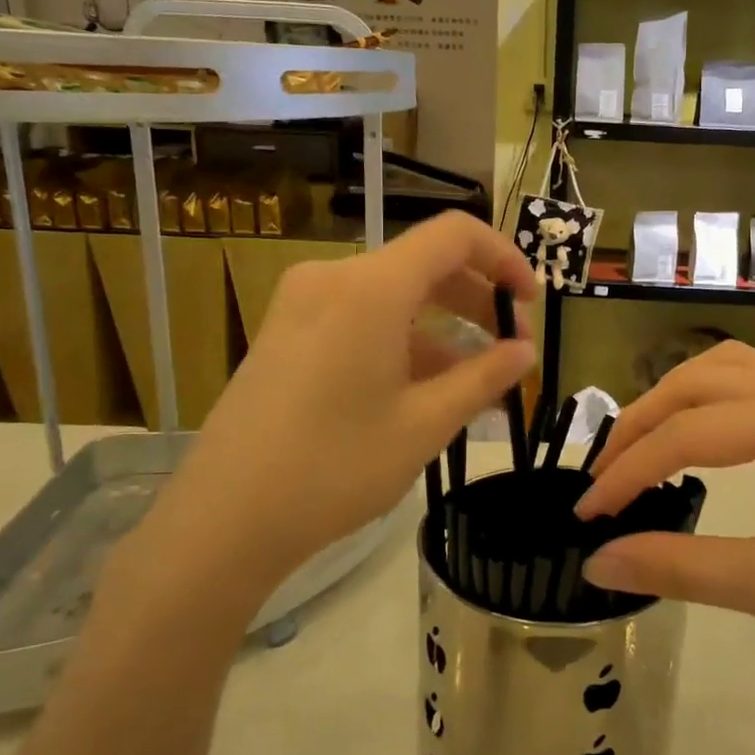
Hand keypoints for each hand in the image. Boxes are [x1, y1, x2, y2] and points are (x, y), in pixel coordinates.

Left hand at [104, 212, 536, 643]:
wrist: (224, 519)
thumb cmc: (335, 468)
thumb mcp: (424, 424)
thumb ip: (483, 378)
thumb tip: (525, 353)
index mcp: (371, 287)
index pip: (454, 236)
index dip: (504, 258)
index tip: (530, 302)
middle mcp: (334, 278)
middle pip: (424, 265)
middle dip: (477, 300)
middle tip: (512, 351)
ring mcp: (302, 304)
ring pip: (393, 295)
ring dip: (442, 326)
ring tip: (475, 381)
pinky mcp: (286, 333)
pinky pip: (360, 317)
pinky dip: (401, 340)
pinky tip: (423, 388)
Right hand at [574, 343, 754, 703]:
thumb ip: (680, 569)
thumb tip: (596, 562)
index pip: (696, 432)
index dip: (631, 470)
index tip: (587, 514)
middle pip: (706, 379)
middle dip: (645, 423)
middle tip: (603, 475)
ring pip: (732, 371)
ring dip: (677, 402)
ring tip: (638, 449)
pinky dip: (712, 406)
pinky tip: (698, 440)